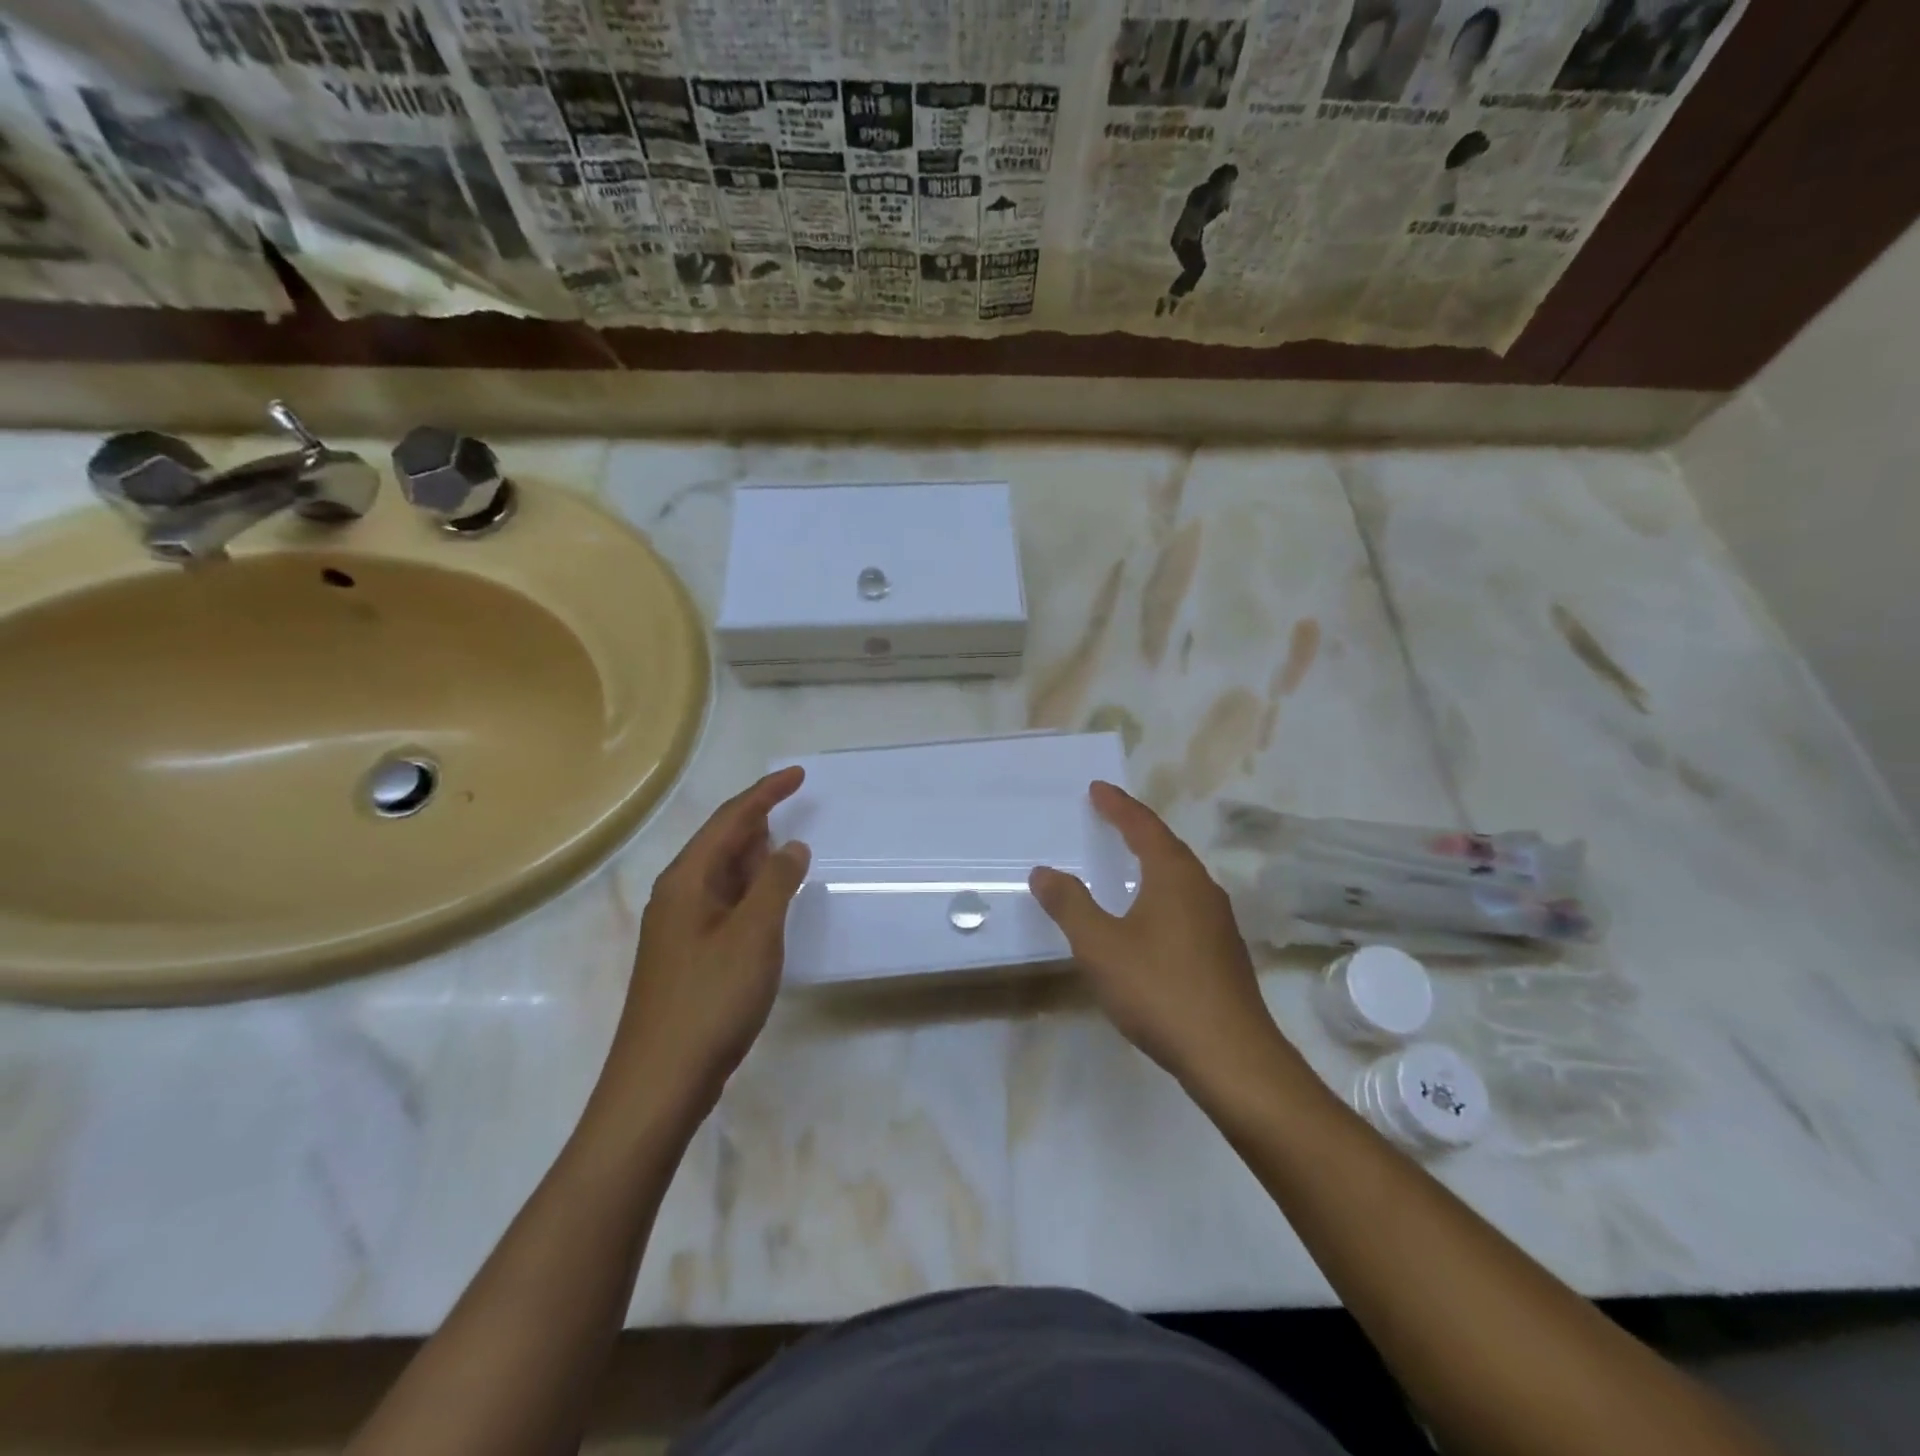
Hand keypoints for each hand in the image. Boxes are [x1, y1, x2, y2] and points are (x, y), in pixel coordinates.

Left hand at [604, 768, 810, 1113]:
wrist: (659, 1082)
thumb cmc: (710, 999)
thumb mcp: (754, 934)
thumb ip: (775, 883)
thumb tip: (791, 846)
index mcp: (687, 880)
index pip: (730, 820)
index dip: (765, 793)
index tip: (798, 775)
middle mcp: (677, 896)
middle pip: (721, 843)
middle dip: (757, 821)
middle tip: (795, 806)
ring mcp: (679, 928)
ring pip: (722, 876)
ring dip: (754, 857)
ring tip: (787, 847)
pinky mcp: (687, 956)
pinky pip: (723, 905)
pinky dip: (750, 892)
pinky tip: (768, 904)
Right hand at [1030, 781, 1290, 1089]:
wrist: (1231, 1057)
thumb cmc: (1160, 990)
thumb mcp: (1101, 946)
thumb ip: (1070, 905)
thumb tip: (1044, 871)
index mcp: (1175, 876)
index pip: (1143, 826)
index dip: (1118, 806)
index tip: (1097, 788)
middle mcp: (1202, 889)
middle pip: (1166, 845)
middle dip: (1136, 827)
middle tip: (1109, 815)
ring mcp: (1218, 921)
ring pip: (1180, 876)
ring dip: (1151, 859)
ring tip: (1127, 858)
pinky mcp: (1223, 951)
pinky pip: (1186, 902)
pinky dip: (1161, 891)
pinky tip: (1150, 914)